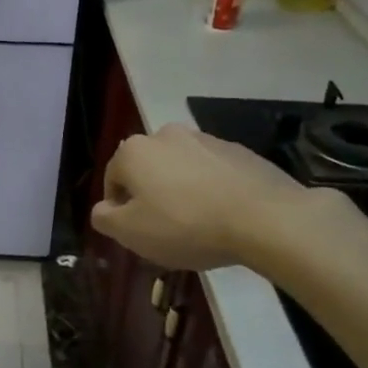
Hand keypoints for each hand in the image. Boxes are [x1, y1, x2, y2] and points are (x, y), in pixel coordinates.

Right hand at [91, 123, 336, 273]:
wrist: (264, 218)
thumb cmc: (186, 225)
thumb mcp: (131, 233)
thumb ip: (105, 218)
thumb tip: (103, 209)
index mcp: (134, 151)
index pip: (112, 179)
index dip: (119, 209)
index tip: (135, 233)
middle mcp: (165, 134)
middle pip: (147, 170)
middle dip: (150, 195)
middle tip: (164, 229)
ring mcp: (205, 139)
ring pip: (180, 169)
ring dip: (180, 190)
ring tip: (197, 224)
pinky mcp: (238, 150)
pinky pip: (212, 172)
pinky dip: (210, 189)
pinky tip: (223, 216)